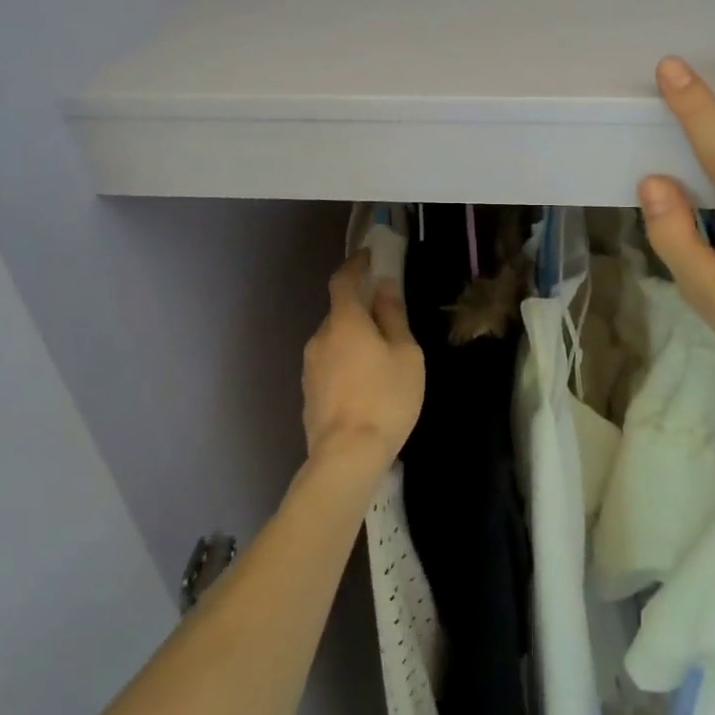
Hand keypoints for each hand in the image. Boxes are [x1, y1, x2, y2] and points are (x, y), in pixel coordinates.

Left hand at [301, 253, 424, 477]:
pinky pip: (330, 364)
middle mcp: (320, 338)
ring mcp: (310, 367)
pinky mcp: (308, 393)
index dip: (356, 265)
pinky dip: (346, 362)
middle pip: (339, 312)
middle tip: (386, 317)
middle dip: (360, 308)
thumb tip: (384, 287)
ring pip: (334, 340)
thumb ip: (393, 317)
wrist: (346, 457)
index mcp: (345, 322)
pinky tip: (365, 384)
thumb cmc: (385, 398)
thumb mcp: (405, 354)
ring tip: (380, 358)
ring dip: (353, 339)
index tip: (369, 257)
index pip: (344, 280)